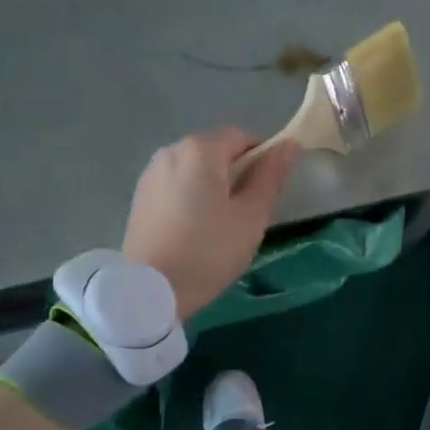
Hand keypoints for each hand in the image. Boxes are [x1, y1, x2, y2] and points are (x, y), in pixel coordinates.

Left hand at [122, 129, 300, 320]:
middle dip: (236, 174)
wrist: (150, 291)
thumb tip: (289, 145)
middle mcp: (172, 150)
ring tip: (218, 225)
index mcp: (202, 150)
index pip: (243, 138)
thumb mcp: (251, 217)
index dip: (262, 159)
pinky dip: (191, 198)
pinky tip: (193, 230)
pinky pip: (176, 186)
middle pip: (216, 152)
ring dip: (212, 187)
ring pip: (195, 170)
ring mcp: (151, 173)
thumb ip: (270, 177)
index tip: (267, 193)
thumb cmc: (208, 251)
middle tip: (246, 215)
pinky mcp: (140, 197)